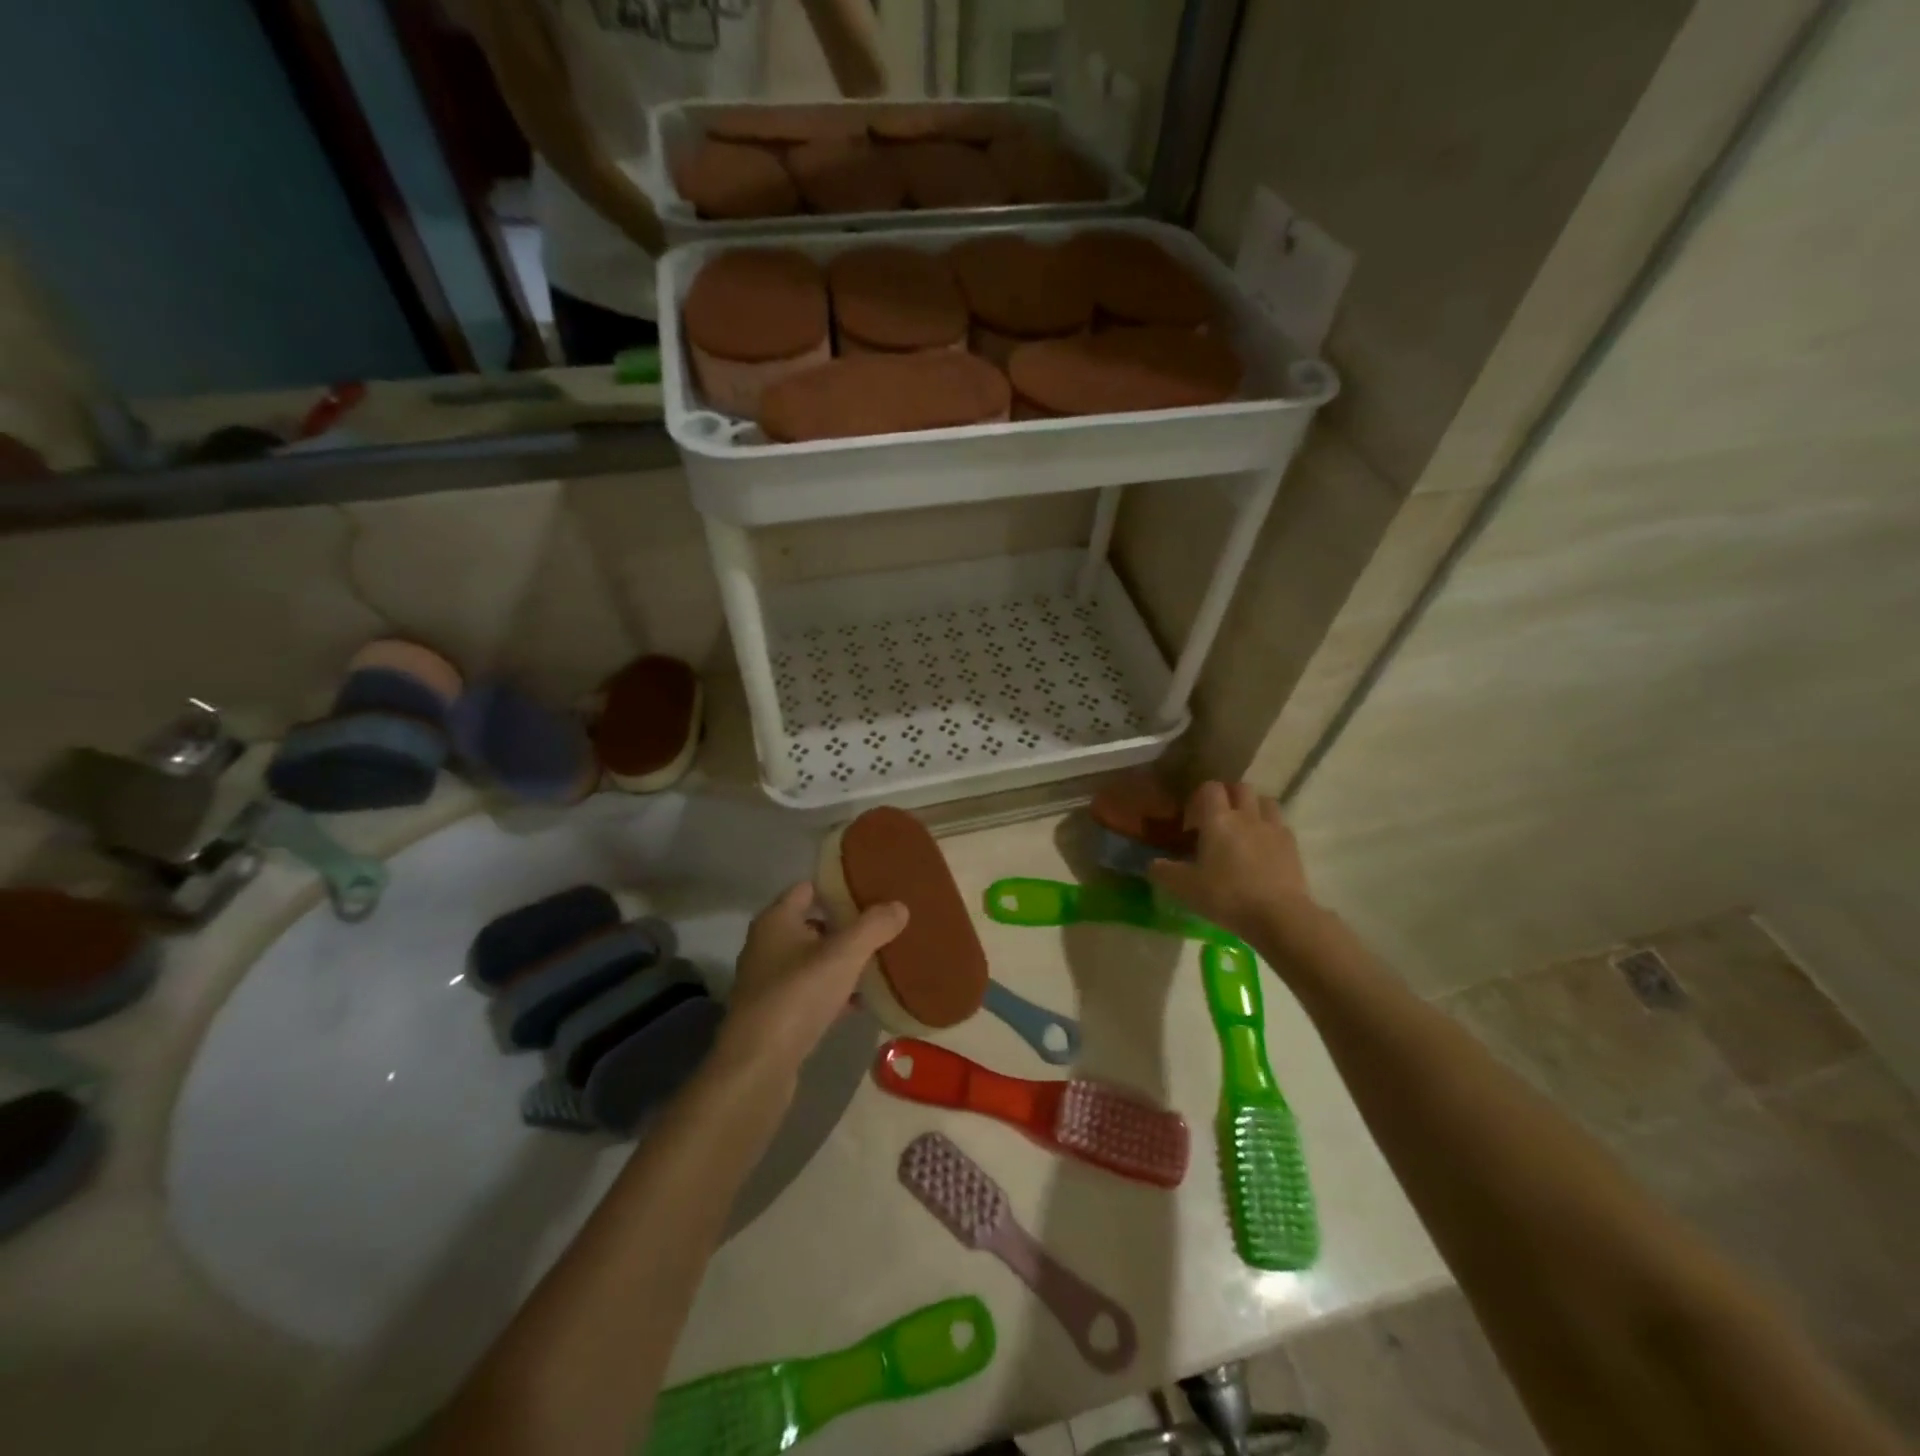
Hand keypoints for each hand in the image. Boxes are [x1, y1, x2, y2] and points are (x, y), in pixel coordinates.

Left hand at [720, 883, 907, 1077]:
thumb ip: (873, 926)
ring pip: (814, 961)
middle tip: (883, 924)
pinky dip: (836, 992)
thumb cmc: (797, 996)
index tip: (872, 887)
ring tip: (880, 959)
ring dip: (842, 961)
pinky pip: (813, 993)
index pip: (808, 888)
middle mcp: (767, 946)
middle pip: (813, 924)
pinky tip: (863, 1001)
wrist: (758, 1066)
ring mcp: (770, 983)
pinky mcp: (777, 1015)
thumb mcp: (844, 955)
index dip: (838, 885)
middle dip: (846, 924)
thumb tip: (900, 905)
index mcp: (776, 921)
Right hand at [1148, 782, 1318, 943]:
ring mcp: (1273, 828)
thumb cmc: (1227, 896)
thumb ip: (1164, 872)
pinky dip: (1271, 830)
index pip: (1210, 788)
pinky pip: (1280, 825)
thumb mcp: (1185, 888)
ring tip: (1244, 829)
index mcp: (1218, 820)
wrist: (1279, 915)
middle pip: (1240, 787)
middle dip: (1228, 796)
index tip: (1192, 821)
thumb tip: (1152, 864)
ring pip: (1265, 801)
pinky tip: (1264, 849)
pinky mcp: (1293, 846)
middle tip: (1218, 819)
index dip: (1199, 797)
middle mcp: (1246, 816)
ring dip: (1253, 808)